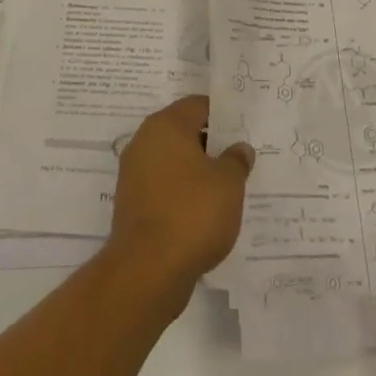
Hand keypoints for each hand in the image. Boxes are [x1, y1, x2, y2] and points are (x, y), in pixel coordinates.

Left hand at [107, 96, 254, 293]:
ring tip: (226, 186)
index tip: (243, 128)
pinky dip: (183, 192)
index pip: (198, 105)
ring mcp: (134, 174)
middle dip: (211, 143)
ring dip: (197, 169)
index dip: (223, 114)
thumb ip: (236, 160)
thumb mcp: (228, 183)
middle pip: (183, 131)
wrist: (147, 270)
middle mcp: (144, 142)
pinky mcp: (132, 203)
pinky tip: (204, 210)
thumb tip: (239, 148)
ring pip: (173, 161)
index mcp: (166, 126)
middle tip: (239, 156)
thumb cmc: (192, 213)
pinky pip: (164, 186)